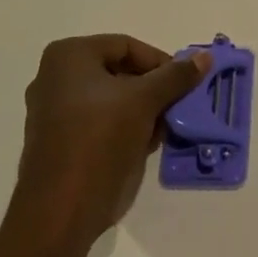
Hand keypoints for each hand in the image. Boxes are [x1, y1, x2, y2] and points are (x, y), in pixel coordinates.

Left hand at [11, 34, 210, 248]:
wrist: (61, 210)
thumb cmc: (100, 140)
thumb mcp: (145, 102)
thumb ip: (175, 76)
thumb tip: (205, 57)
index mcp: (69, 56)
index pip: (127, 46)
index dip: (160, 63)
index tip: (183, 84)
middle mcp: (55, 76)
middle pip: (119, 71)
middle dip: (152, 90)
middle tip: (176, 107)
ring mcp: (53, 110)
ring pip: (111, 99)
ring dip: (141, 111)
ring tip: (161, 130)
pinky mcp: (58, 140)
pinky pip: (98, 122)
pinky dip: (123, 128)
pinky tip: (143, 146)